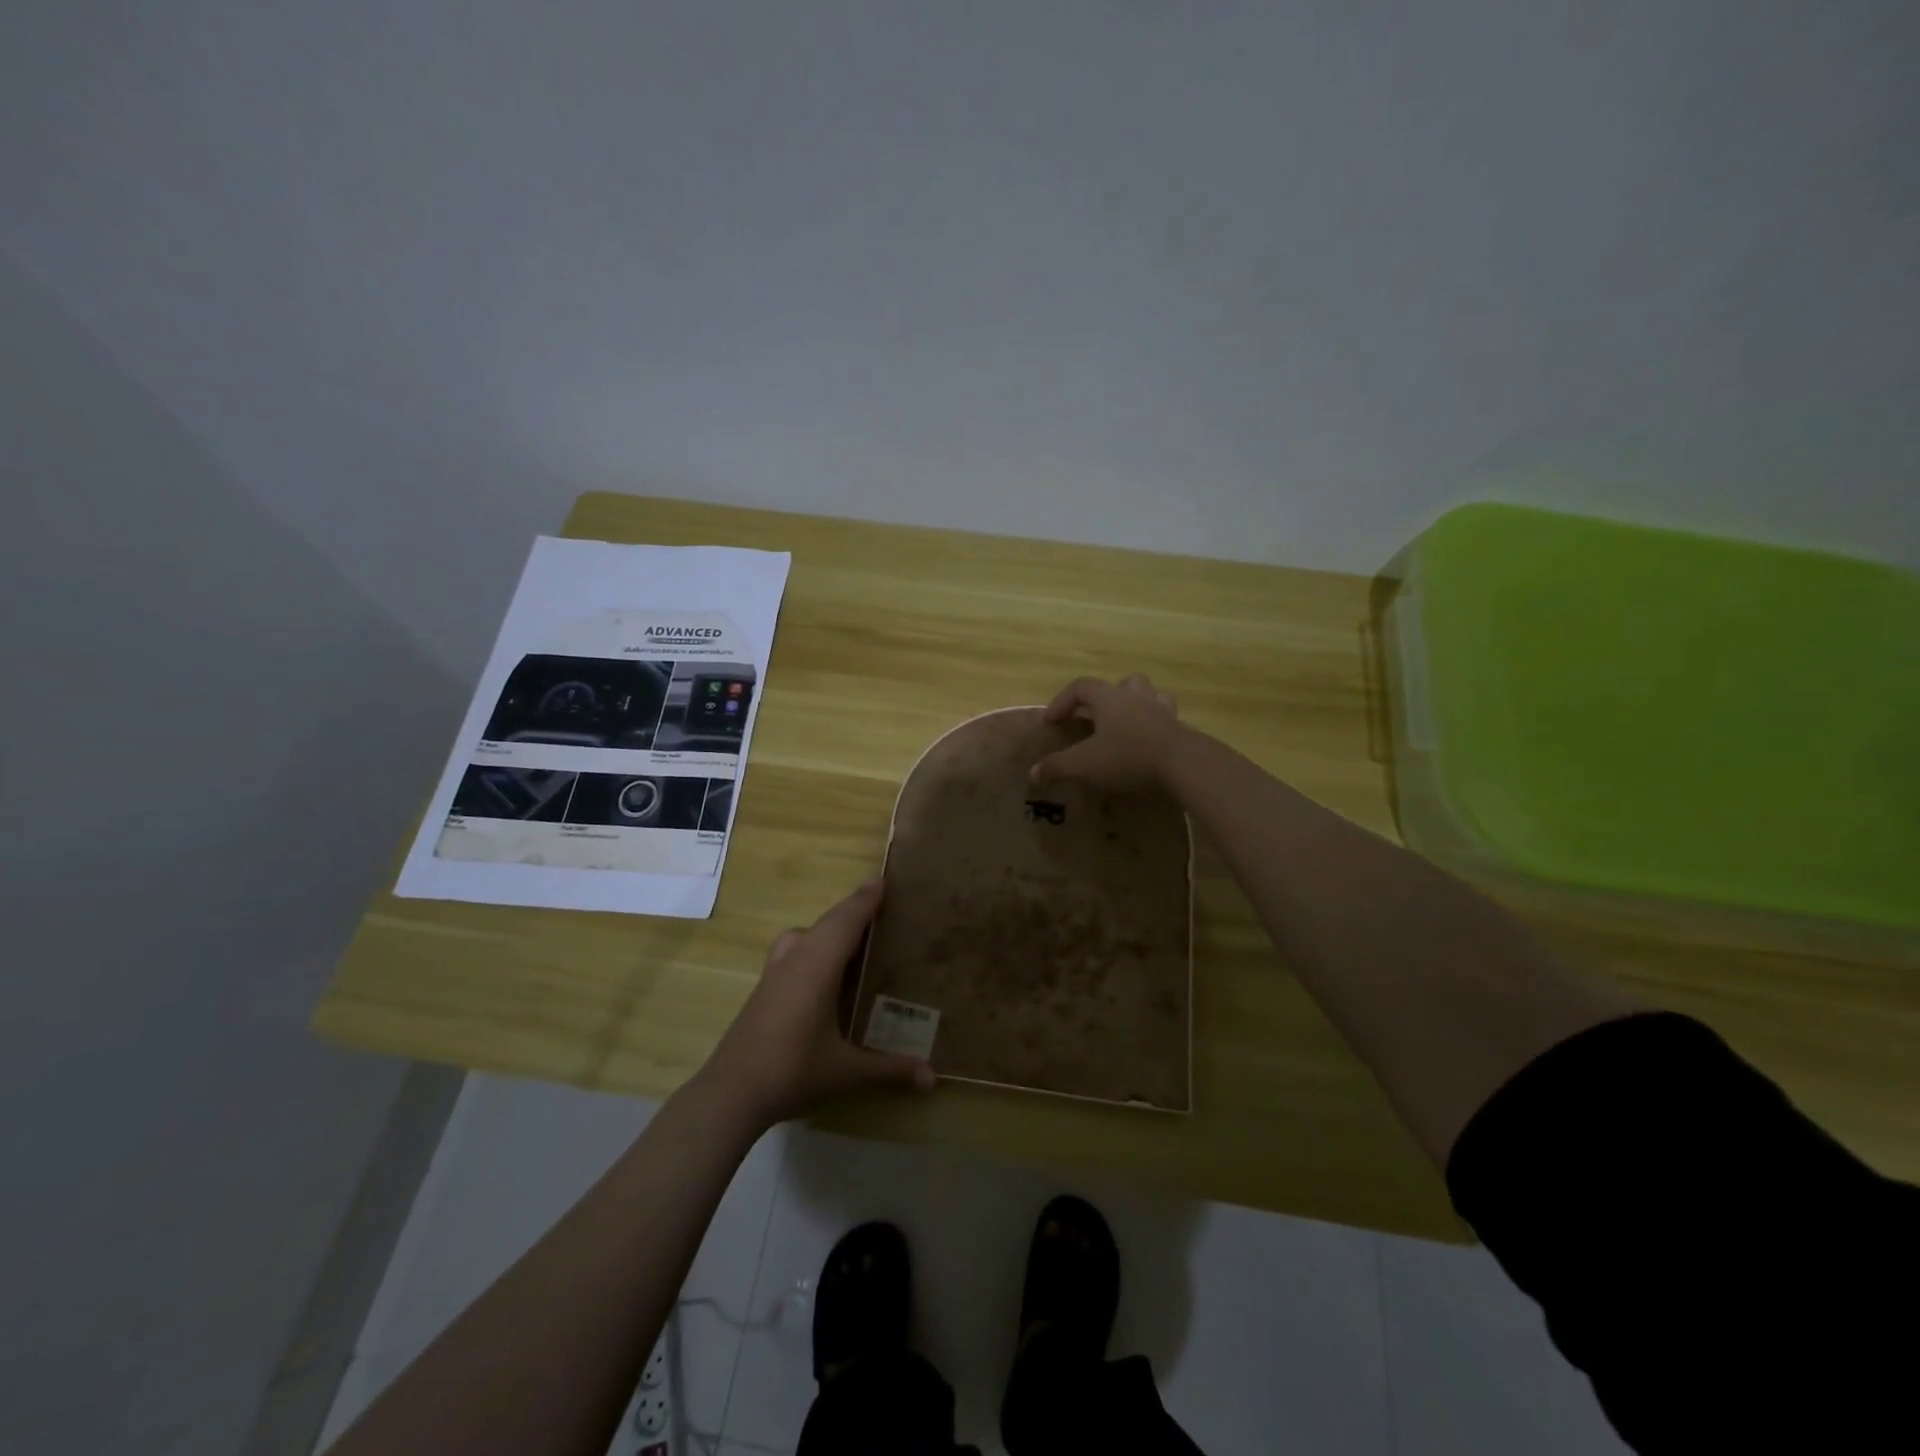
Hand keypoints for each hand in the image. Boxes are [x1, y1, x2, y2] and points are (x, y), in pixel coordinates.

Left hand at [696, 878, 934, 1128]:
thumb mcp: (846, 1072)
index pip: (846, 921)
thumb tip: (932, 1078)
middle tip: (881, 905)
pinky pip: (795, 949)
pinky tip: (825, 970)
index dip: (866, 900)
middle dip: (853, 910)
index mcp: (817, 967)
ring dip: (831, 928)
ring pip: (806, 934)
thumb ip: (889, 1069)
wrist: (730, 1093)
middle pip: (827, 923)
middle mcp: (795, 960)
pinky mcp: (764, 988)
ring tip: (856, 938)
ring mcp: (775, 972)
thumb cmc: (791, 1072)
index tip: (884, 880)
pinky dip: (815, 943)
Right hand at [1030, 674, 1184, 791]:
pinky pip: (1165, 719)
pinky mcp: (1180, 728)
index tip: (1051, 722)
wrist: (1184, 764)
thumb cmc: (1128, 756)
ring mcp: (1162, 710)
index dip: (1061, 701)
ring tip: (1124, 724)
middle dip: (1103, 698)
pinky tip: (1149, 743)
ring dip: (1133, 704)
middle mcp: (1136, 696)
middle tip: (1092, 718)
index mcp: (1109, 697)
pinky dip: (1154, 726)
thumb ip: (1057, 766)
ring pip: (1147, 695)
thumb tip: (1032, 774)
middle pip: (1119, 683)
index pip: (1080, 687)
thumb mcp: (1085, 764)